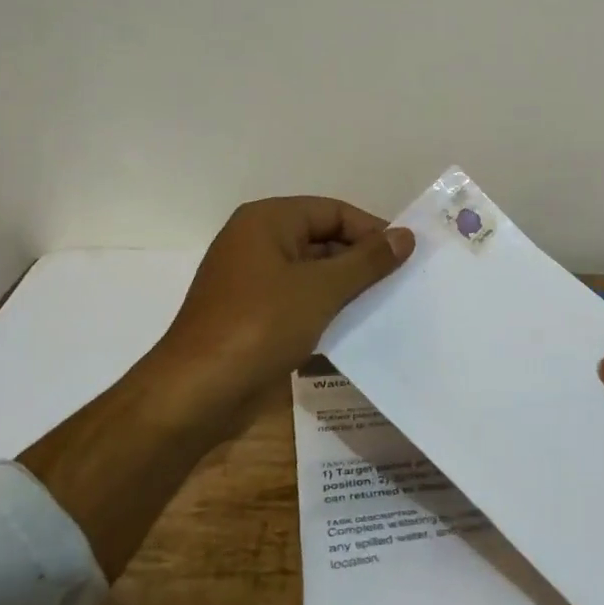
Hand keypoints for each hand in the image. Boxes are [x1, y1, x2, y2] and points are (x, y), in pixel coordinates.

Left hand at [152, 196, 414, 439]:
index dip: (372, 230)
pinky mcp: (252, 314)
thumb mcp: (321, 289)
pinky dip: (325, 308)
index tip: (407, 256)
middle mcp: (257, 241)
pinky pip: (298, 299)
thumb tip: (406, 235)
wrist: (197, 393)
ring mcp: (252, 280)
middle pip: (322, 239)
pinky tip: (354, 327)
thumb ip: (367, 261)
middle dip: (360, 260)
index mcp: (267, 221)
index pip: (333, 211)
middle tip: (402, 283)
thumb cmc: (260, 326)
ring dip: (346, 287)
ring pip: (312, 272)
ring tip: (386, 305)